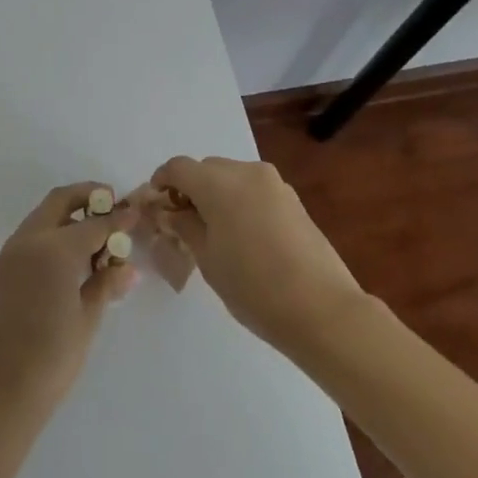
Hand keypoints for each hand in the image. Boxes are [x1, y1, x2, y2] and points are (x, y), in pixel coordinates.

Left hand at [0, 183, 138, 416]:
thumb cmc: (51, 357)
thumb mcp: (87, 319)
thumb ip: (106, 284)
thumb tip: (127, 268)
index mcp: (55, 248)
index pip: (94, 223)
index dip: (117, 219)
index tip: (134, 213)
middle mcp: (29, 240)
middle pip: (60, 201)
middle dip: (87, 197)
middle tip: (111, 205)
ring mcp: (10, 253)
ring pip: (43, 217)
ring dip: (68, 216)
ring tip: (94, 238)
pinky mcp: (0, 270)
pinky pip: (30, 237)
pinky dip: (51, 235)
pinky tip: (69, 259)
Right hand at [149, 156, 365, 353]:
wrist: (322, 310)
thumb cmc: (254, 287)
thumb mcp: (208, 259)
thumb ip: (184, 226)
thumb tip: (169, 212)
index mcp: (219, 183)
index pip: (178, 167)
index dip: (161, 182)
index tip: (155, 207)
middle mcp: (246, 171)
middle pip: (206, 169)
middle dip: (189, 189)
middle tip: (181, 224)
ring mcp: (274, 184)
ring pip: (231, 177)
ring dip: (215, 195)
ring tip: (213, 232)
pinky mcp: (292, 199)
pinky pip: (253, 189)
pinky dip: (239, 201)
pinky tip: (242, 236)